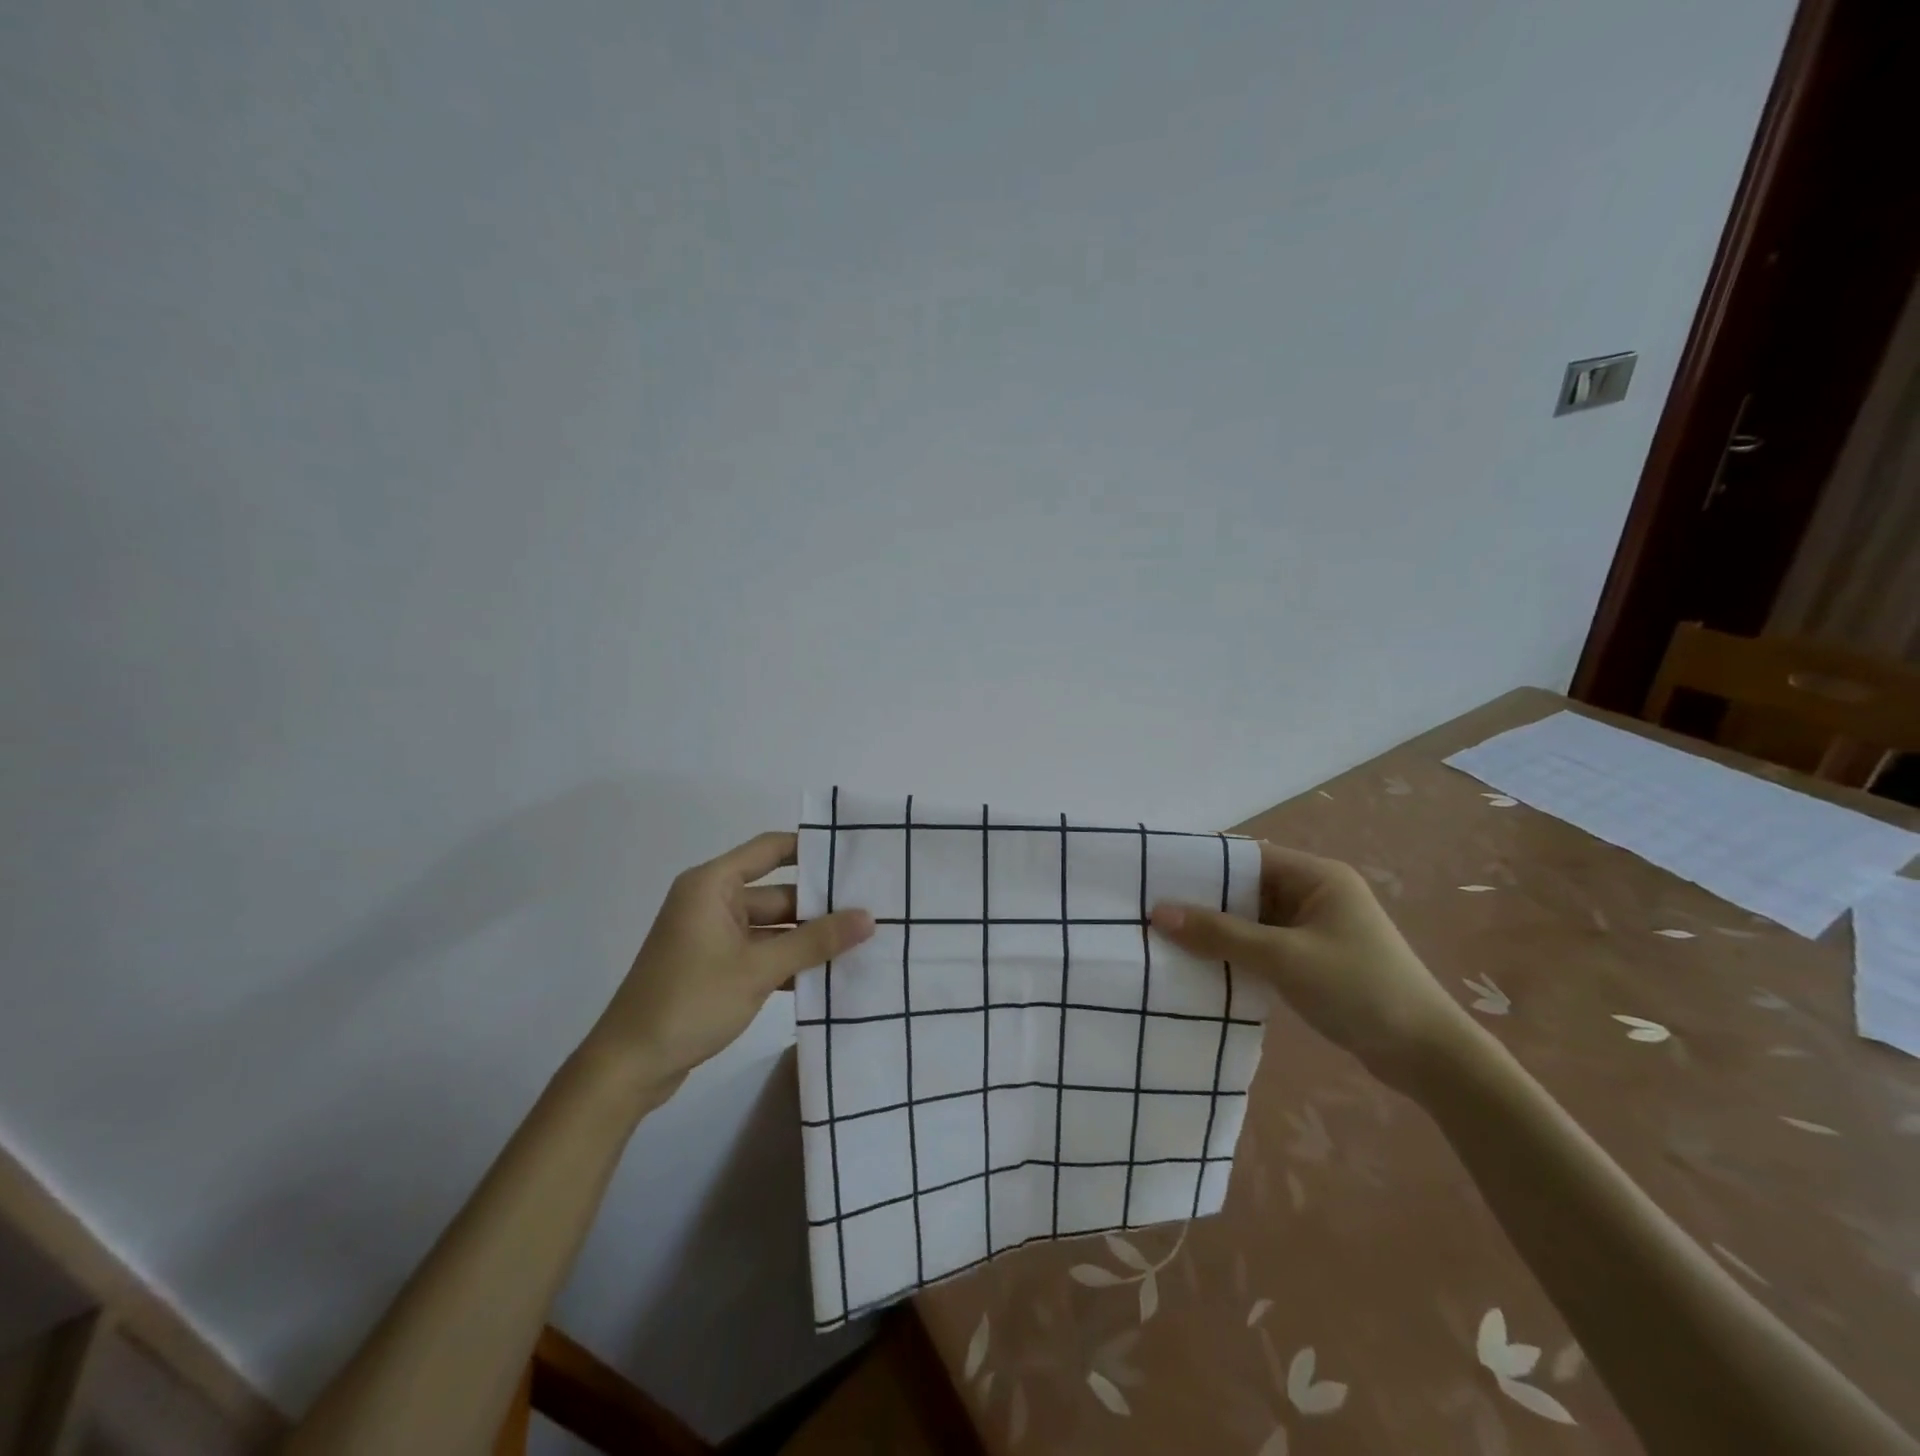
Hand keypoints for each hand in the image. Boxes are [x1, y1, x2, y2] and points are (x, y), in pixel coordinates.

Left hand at [579, 831, 874, 1095]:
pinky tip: (828, 975)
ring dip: (807, 939)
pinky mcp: (714, 967)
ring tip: (861, 942)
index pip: (770, 849)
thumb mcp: (759, 969)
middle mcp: (712, 902)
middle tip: (872, 909)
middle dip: (820, 905)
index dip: (811, 848)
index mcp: (712, 885)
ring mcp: (712, 936)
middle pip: (777, 892)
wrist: (628, 1066)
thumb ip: (815, 942)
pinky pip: (761, 952)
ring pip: (772, 927)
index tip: (855, 854)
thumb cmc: (690, 1001)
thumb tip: (868, 917)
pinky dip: (788, 962)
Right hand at [1150, 841, 1473, 1089]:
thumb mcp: (1284, 958)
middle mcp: (1316, 894)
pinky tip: (1204, 965)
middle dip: (1204, 901)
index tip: (1156, 877)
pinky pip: (1264, 945)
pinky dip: (1238, 953)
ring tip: (1167, 938)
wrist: (1428, 1057)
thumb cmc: (1359, 990)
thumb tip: (1158, 912)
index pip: (1247, 857)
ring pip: (1253, 920)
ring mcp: (1316, 928)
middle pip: (1247, 888)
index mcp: (1317, 876)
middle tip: (1152, 911)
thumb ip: (1221, 934)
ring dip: (1219, 931)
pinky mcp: (1314, 960)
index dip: (1203, 866)